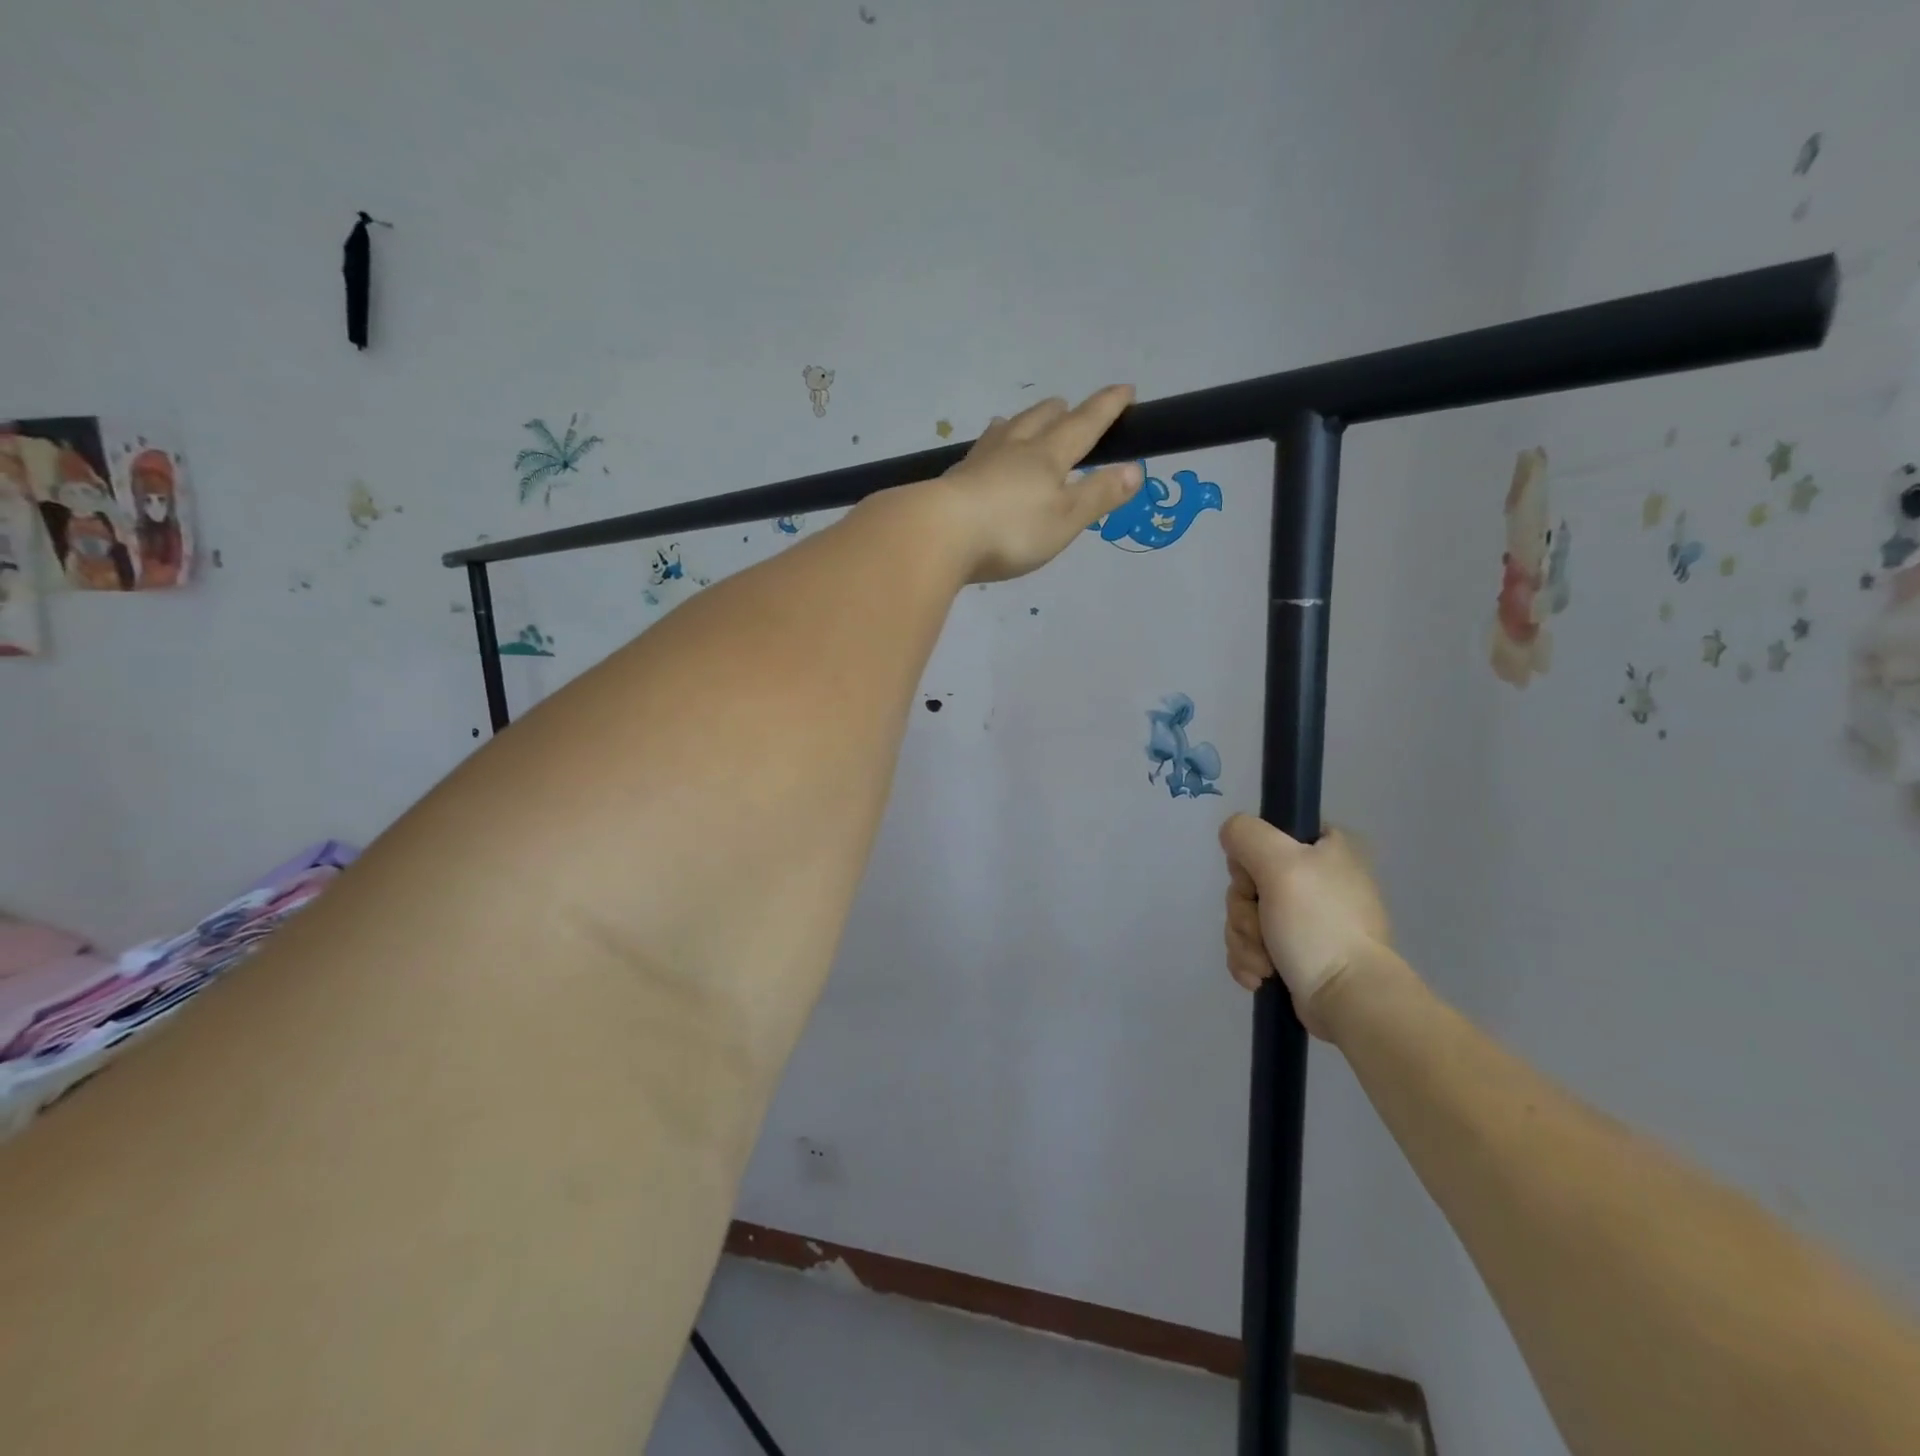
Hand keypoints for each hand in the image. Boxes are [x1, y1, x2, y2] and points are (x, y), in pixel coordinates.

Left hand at [926, 386, 1145, 582]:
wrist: (937, 534)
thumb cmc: (1011, 530)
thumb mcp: (1065, 518)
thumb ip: (1098, 494)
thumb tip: (1134, 469)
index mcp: (1047, 456)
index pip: (1083, 425)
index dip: (1106, 408)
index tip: (1124, 389)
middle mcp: (1013, 450)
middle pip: (1038, 421)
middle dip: (1058, 412)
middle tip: (1066, 405)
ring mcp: (978, 463)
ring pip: (1003, 432)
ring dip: (1018, 423)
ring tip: (1017, 421)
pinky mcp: (952, 482)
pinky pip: (978, 454)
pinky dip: (989, 448)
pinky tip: (979, 458)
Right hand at [1219, 816, 1395, 1039]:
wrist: (1349, 999)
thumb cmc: (1318, 925)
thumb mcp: (1280, 864)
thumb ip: (1247, 834)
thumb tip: (1231, 836)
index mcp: (1327, 848)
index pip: (1267, 835)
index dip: (1251, 859)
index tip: (1256, 880)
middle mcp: (1319, 878)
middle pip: (1248, 880)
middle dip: (1244, 911)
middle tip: (1261, 928)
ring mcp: (1308, 918)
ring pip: (1246, 914)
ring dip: (1244, 939)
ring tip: (1266, 962)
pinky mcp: (1297, 951)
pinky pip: (1252, 943)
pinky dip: (1250, 959)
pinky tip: (1260, 976)